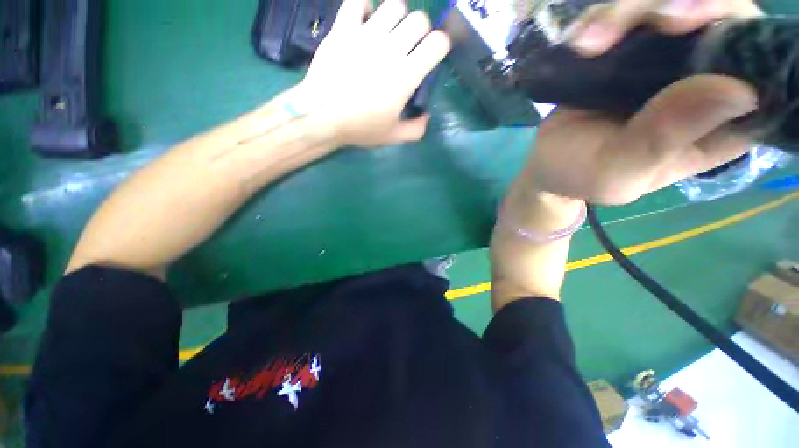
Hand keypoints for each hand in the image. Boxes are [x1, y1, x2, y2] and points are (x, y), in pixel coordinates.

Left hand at [295, 0, 449, 147]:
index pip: (437, 43)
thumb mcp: (393, 136)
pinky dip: (366, 6)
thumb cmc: (360, 127)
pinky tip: (366, 22)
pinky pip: (358, 0)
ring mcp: (366, 34)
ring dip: (398, 18)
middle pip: (419, 20)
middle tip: (410, 48)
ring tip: (389, 34)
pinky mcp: (344, 27)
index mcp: (405, 76)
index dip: (440, 47)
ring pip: (394, 5)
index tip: (432, 56)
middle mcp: (390, 49)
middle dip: (421, 32)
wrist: (322, 115)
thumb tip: (426, 116)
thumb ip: (416, 129)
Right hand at [527, 0, 762, 204]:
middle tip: (654, 22)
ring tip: (587, 44)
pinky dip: (606, 16)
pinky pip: (633, 11)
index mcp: (721, 125)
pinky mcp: (633, 49)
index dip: (747, 38)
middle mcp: (706, 82)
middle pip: (725, 17)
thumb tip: (741, 91)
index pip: (765, 71)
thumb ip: (666, 140)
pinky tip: (579, 41)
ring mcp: (669, 59)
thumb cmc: (581, 176)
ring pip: (675, 3)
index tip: (700, 31)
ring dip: (632, 9)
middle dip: (686, 6)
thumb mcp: (619, 172)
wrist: (546, 164)